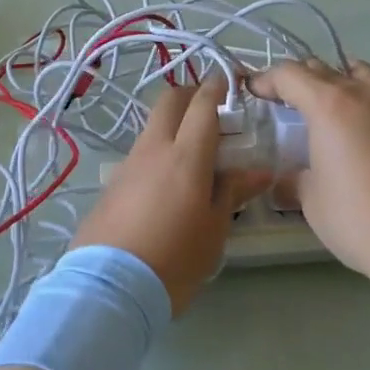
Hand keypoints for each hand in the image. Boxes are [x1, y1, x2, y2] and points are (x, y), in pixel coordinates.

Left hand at [72, 78, 269, 316]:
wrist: (111, 287)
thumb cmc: (176, 257)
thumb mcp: (215, 229)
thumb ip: (233, 192)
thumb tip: (259, 171)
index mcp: (186, 155)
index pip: (202, 105)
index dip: (216, 87)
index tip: (229, 82)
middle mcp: (154, 149)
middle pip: (169, 101)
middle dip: (190, 95)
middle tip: (210, 111)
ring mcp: (127, 164)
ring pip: (152, 127)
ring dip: (172, 126)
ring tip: (193, 155)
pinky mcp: (111, 184)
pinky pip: (139, 155)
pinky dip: (157, 153)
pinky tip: (166, 183)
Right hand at [248, 59, 369, 279]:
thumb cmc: (361, 220)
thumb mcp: (313, 202)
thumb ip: (296, 180)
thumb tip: (288, 180)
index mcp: (330, 106)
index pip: (290, 75)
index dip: (267, 80)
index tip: (255, 91)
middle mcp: (365, 93)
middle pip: (324, 69)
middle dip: (300, 80)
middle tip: (287, 102)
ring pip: (361, 75)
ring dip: (338, 83)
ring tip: (330, 110)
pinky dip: (367, 103)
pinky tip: (366, 133)